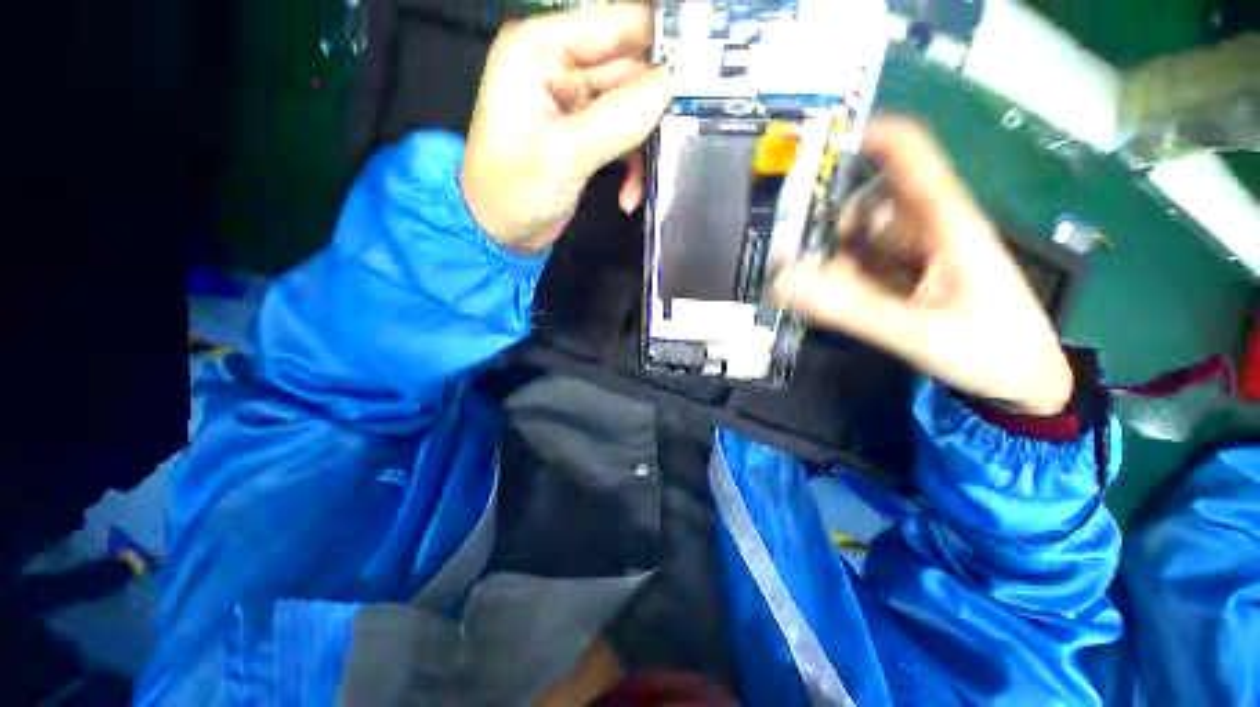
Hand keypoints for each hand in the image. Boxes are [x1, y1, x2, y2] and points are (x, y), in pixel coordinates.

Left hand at [462, 5, 673, 252]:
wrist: (501, 235)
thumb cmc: (512, 192)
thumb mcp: (562, 155)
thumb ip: (616, 119)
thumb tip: (671, 85)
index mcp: (541, 49)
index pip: (614, 25)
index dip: (659, 44)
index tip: (700, 72)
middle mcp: (560, 66)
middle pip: (630, 69)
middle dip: (655, 107)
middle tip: (685, 133)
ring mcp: (576, 104)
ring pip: (633, 108)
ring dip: (644, 146)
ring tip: (647, 179)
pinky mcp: (587, 136)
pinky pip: (626, 138)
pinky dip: (633, 166)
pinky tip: (629, 195)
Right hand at [774, 116, 1072, 415]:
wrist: (1022, 382)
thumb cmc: (990, 351)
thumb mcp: (919, 333)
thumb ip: (852, 309)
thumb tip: (786, 284)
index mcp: (947, 223)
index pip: (911, 158)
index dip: (869, 140)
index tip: (817, 148)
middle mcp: (929, 228)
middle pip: (869, 201)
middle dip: (826, 219)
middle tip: (784, 248)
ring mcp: (917, 254)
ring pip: (862, 236)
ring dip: (827, 252)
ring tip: (794, 277)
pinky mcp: (908, 276)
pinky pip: (865, 265)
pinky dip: (838, 274)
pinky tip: (819, 293)